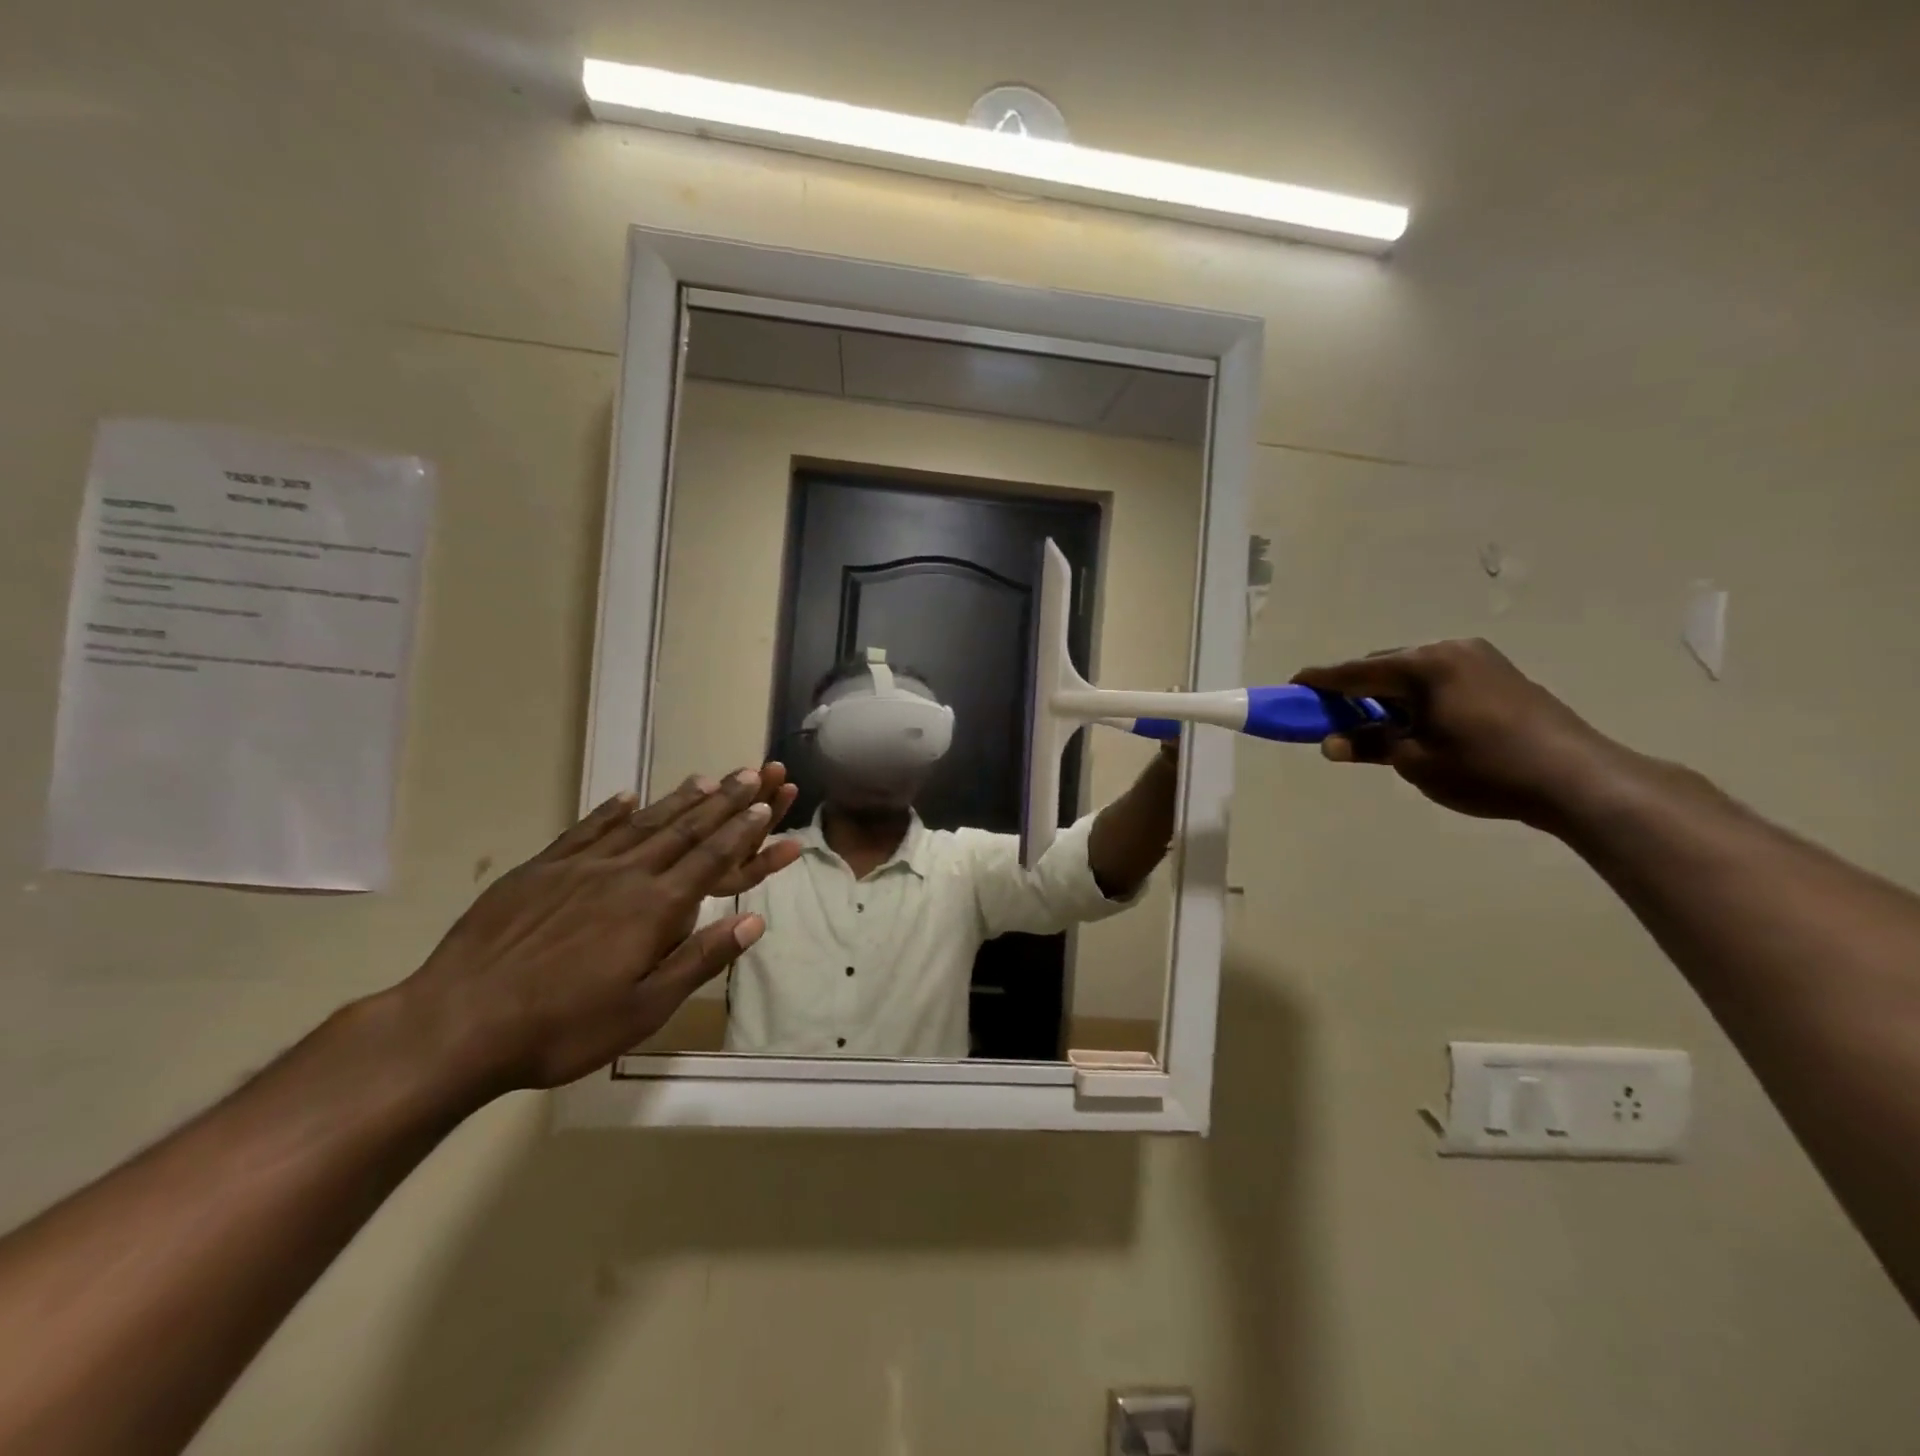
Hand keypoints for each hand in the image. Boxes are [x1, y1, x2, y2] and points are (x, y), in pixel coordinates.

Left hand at [397, 769, 803, 1094]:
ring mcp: (578, 867)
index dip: (742, 831)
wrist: (457, 1024)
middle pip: (684, 830)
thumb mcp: (644, 1009)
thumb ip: (700, 959)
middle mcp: (624, 875)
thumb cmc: (562, 1028)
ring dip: (677, 800)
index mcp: (655, 908)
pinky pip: (585, 830)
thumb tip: (754, 921)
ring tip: (705, 777)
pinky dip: (610, 810)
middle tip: (750, 773)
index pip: (711, 859)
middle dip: (722, 801)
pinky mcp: (538, 870)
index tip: (764, 805)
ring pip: (641, 823)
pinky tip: (626, 796)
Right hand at [1291, 639, 1633, 829]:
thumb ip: (1369, 745)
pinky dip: (1417, 695)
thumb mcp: (1415, 761)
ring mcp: (1480, 658)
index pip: (1356, 672)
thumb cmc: (1485, 769)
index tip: (1293, 685)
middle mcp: (1449, 650)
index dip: (1321, 681)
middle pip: (1384, 666)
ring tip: (1376, 723)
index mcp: (1424, 666)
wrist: (1578, 779)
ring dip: (1388, 693)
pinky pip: (1440, 678)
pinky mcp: (1500, 673)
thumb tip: (1331, 743)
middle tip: (1334, 715)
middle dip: (1356, 688)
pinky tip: (1416, 720)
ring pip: (1413, 671)